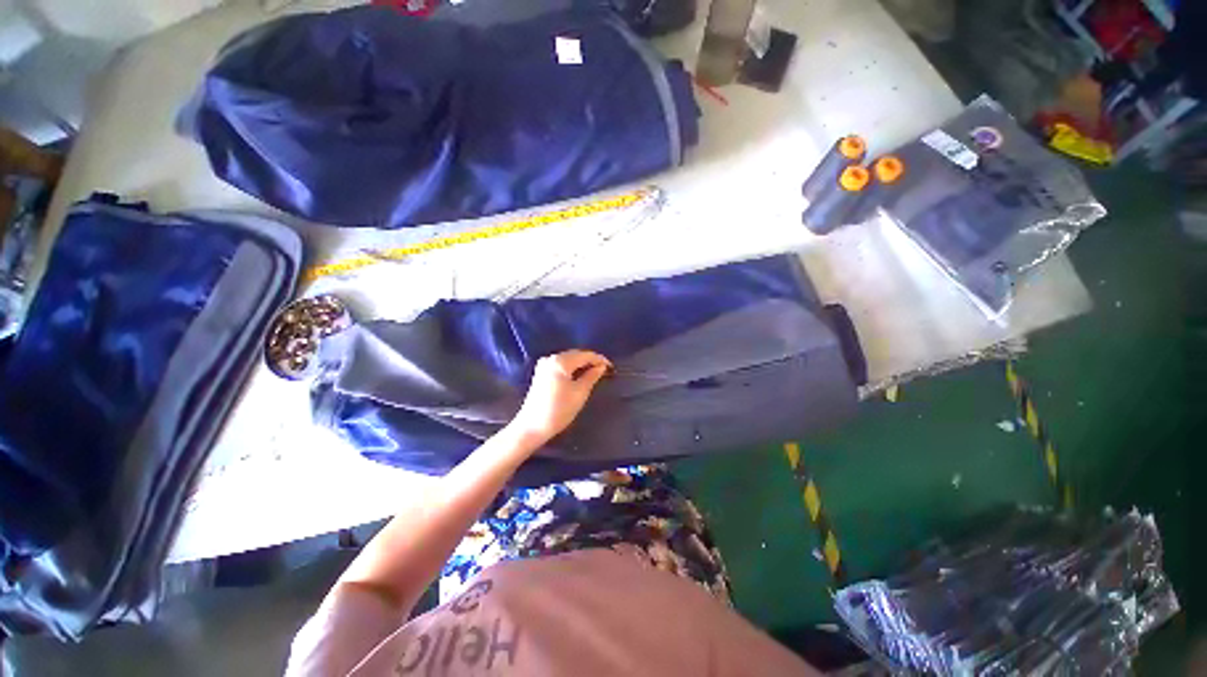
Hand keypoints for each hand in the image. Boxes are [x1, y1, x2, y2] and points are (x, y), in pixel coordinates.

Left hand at [510, 350, 611, 443]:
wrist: (533, 426)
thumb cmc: (559, 410)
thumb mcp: (580, 393)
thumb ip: (592, 376)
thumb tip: (601, 367)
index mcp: (560, 361)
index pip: (584, 355)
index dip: (599, 359)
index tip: (611, 367)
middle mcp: (551, 358)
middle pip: (575, 354)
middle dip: (590, 360)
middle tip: (604, 370)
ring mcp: (544, 365)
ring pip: (568, 359)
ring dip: (582, 364)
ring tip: (595, 373)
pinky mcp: (541, 373)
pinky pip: (561, 365)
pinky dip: (572, 368)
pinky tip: (580, 375)